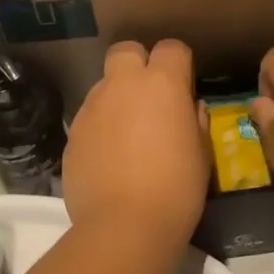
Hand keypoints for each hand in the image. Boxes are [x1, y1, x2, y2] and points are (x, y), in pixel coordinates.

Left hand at [63, 40, 209, 241]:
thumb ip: (194, 121)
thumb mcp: (201, 154)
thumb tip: (189, 108)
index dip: (178, 62)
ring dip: (117, 97)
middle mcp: (123, 85)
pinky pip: (90, 116)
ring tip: (128, 133)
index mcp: (162, 83)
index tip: (183, 85)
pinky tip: (109, 156)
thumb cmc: (177, 188)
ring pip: (104, 84)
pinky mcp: (73, 132)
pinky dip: (100, 126)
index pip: (171, 48)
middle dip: (137, 63)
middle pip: (126, 51)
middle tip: (149, 95)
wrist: (124, 226)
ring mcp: (93, 107)